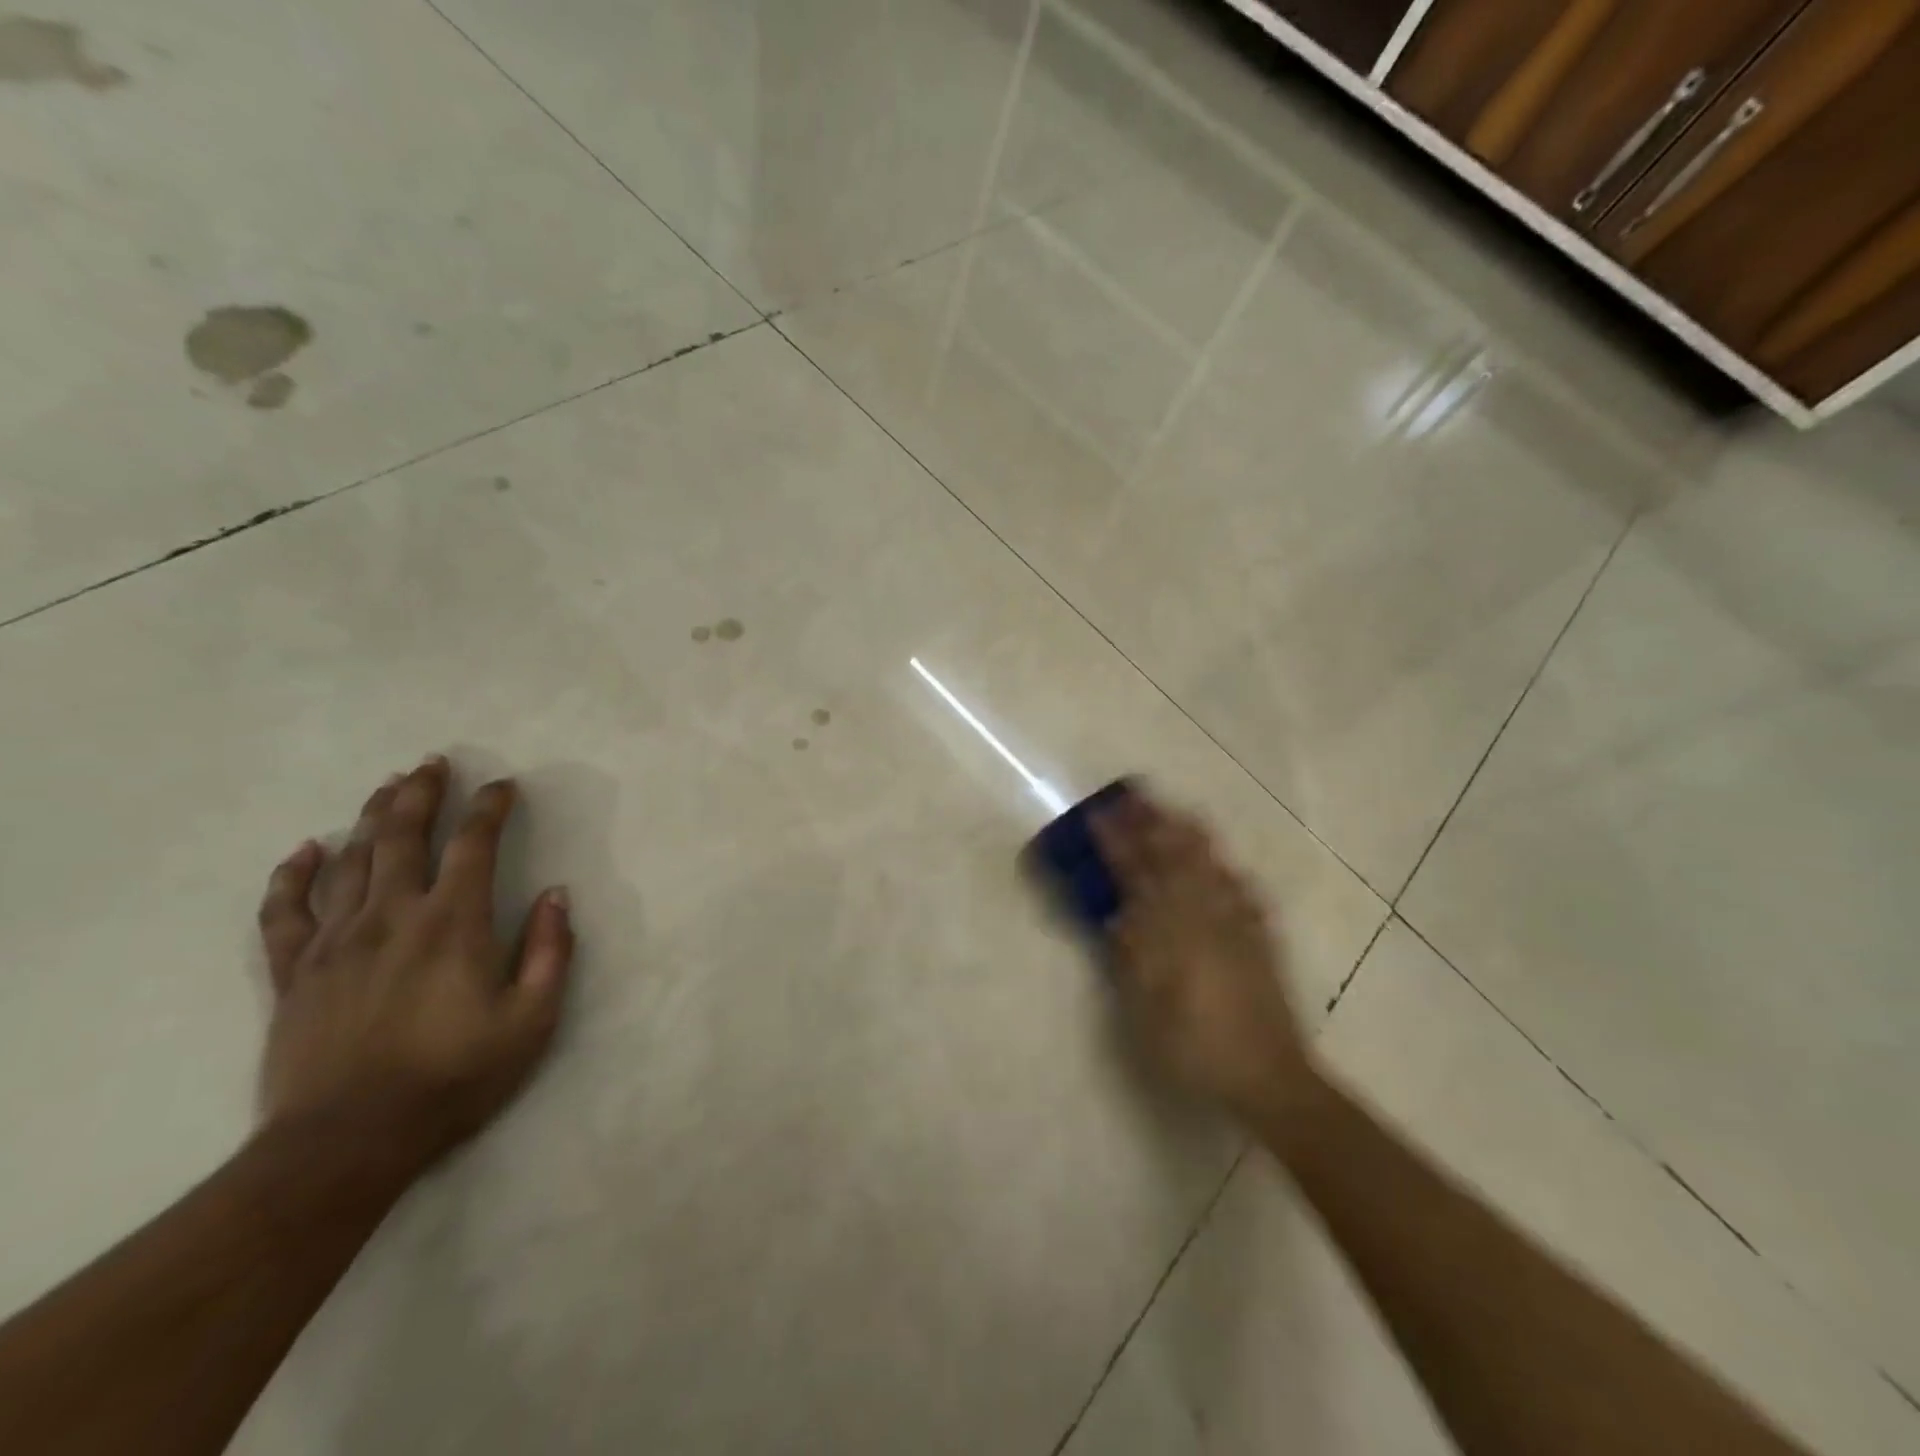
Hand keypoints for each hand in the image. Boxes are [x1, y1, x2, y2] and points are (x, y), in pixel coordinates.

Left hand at [255, 756, 573, 1181]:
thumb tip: (557, 896)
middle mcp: (392, 916)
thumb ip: (551, 951)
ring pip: (351, 860)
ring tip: (388, 786)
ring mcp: (335, 942)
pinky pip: (284, 912)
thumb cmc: (455, 1077)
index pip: (474, 845)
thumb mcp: (532, 1019)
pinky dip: (292, 876)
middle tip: (432, 762)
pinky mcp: (294, 973)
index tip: (504, 786)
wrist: (347, 1143)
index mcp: (453, 923)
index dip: (490, 809)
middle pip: (404, 836)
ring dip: (372, 817)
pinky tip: (304, 850)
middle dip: (422, 793)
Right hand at [1094, 791, 1313, 1124]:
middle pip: (1176, 858)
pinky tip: (1227, 865)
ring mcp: (1238, 926)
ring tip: (1176, 812)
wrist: (1267, 1077)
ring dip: (1190, 835)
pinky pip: (1245, 892)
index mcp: (1170, 932)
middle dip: (1153, 824)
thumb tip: (1117, 915)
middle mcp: (1205, 918)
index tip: (1098, 815)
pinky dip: (1230, 871)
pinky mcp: (1262, 941)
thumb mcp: (1145, 1010)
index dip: (1116, 843)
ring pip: (1211, 866)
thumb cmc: (1193, 1049)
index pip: (1137, 875)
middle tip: (1135, 796)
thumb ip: (1131, 956)